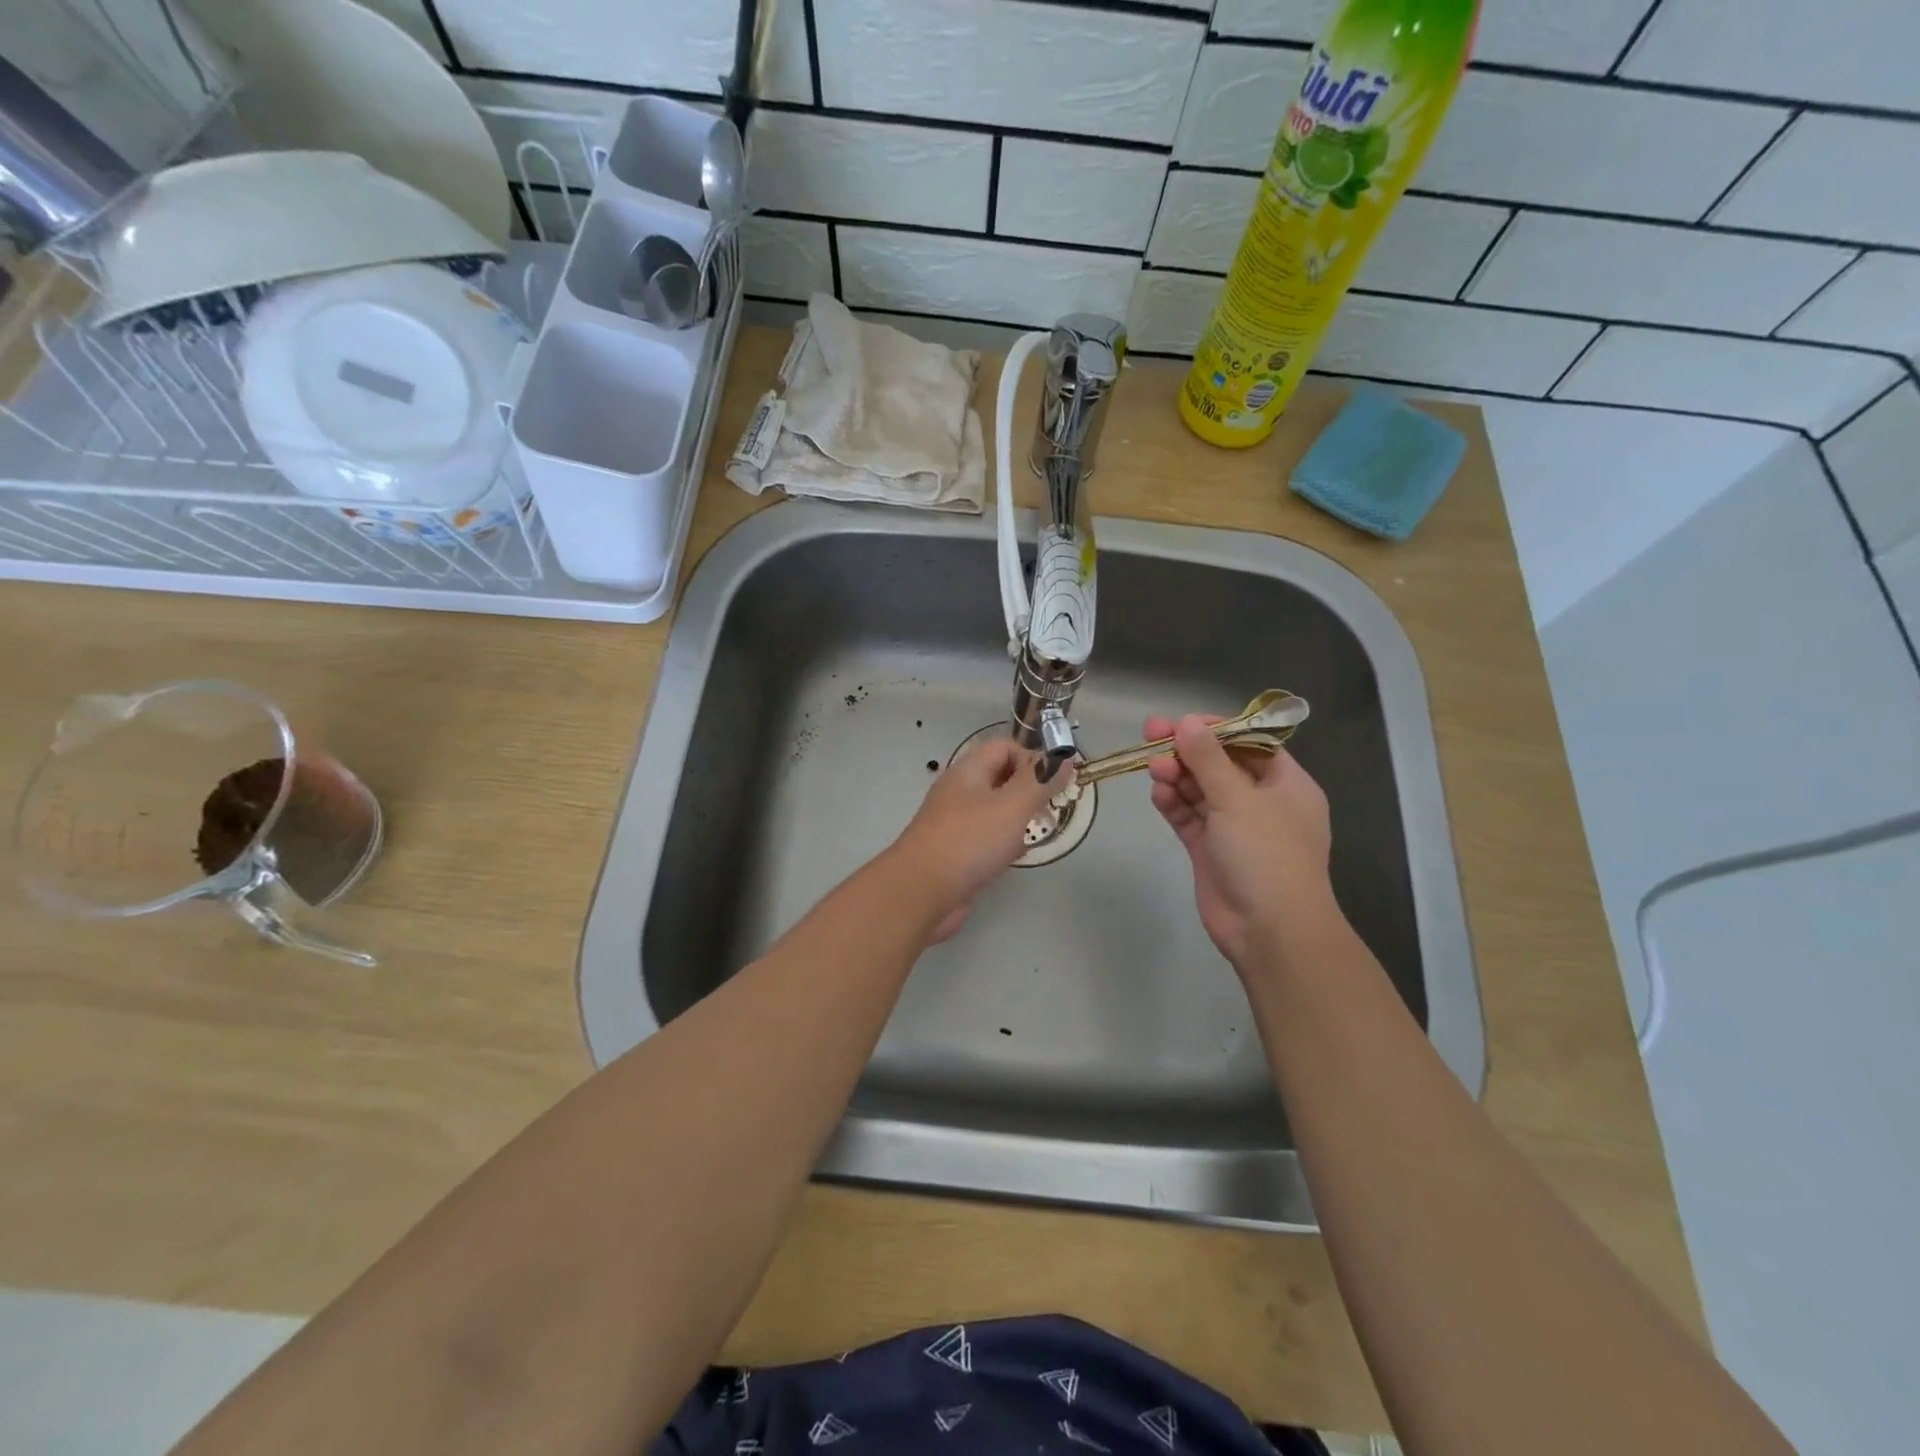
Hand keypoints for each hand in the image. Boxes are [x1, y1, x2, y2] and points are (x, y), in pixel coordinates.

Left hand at [891, 737, 1068, 942]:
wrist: (921, 893)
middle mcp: (960, 792)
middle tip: (1050, 810)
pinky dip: (1004, 843)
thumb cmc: (969, 841)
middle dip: (1029, 790)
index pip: (1005, 747)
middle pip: (1001, 778)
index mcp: (968, 771)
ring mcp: (956, 823)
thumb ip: (1040, 781)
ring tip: (1034, 834)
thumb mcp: (1012, 805)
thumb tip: (1064, 760)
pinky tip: (1015, 857)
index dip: (1032, 758)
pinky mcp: (956, 852)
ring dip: (1019, 819)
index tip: (1053, 783)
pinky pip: (987, 838)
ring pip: (996, 810)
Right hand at [1145, 714, 1335, 969]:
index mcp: (1286, 785)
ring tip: (1153, 768)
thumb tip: (1187, 722)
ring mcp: (1234, 828)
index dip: (1217, 729)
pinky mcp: (1209, 850)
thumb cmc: (1267, 855)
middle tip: (1151, 734)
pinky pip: (1189, 817)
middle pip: (1219, 765)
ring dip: (1177, 776)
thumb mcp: (1239, 799)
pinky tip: (1158, 793)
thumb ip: (1209, 759)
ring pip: (1200, 790)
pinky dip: (1174, 804)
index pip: (1251, 743)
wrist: (1269, 931)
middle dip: (1187, 750)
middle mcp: (1261, 802)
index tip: (1183, 721)